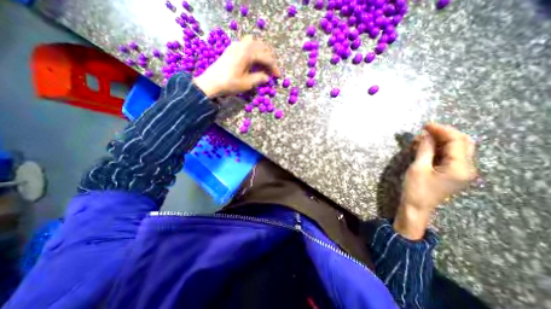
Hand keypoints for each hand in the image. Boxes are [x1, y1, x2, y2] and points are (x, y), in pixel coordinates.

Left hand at [192, 35, 280, 96]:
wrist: (211, 82)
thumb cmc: (230, 84)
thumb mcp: (247, 83)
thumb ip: (259, 78)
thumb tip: (267, 77)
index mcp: (248, 53)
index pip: (266, 58)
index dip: (274, 67)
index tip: (278, 76)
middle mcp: (243, 45)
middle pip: (262, 47)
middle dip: (269, 58)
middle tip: (272, 69)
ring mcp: (236, 45)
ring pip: (254, 43)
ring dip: (262, 52)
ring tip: (265, 63)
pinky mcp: (231, 48)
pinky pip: (246, 44)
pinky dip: (253, 51)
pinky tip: (254, 60)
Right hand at [391, 123, 478, 240]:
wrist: (417, 207)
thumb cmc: (416, 188)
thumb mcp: (418, 167)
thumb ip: (425, 149)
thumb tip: (425, 135)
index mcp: (460, 167)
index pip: (456, 141)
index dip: (441, 130)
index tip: (425, 125)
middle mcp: (467, 168)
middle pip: (462, 143)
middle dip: (444, 134)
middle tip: (425, 130)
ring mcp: (461, 171)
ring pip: (456, 149)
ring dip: (440, 141)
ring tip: (422, 138)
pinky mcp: (453, 173)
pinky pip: (449, 156)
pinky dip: (439, 149)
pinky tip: (426, 147)